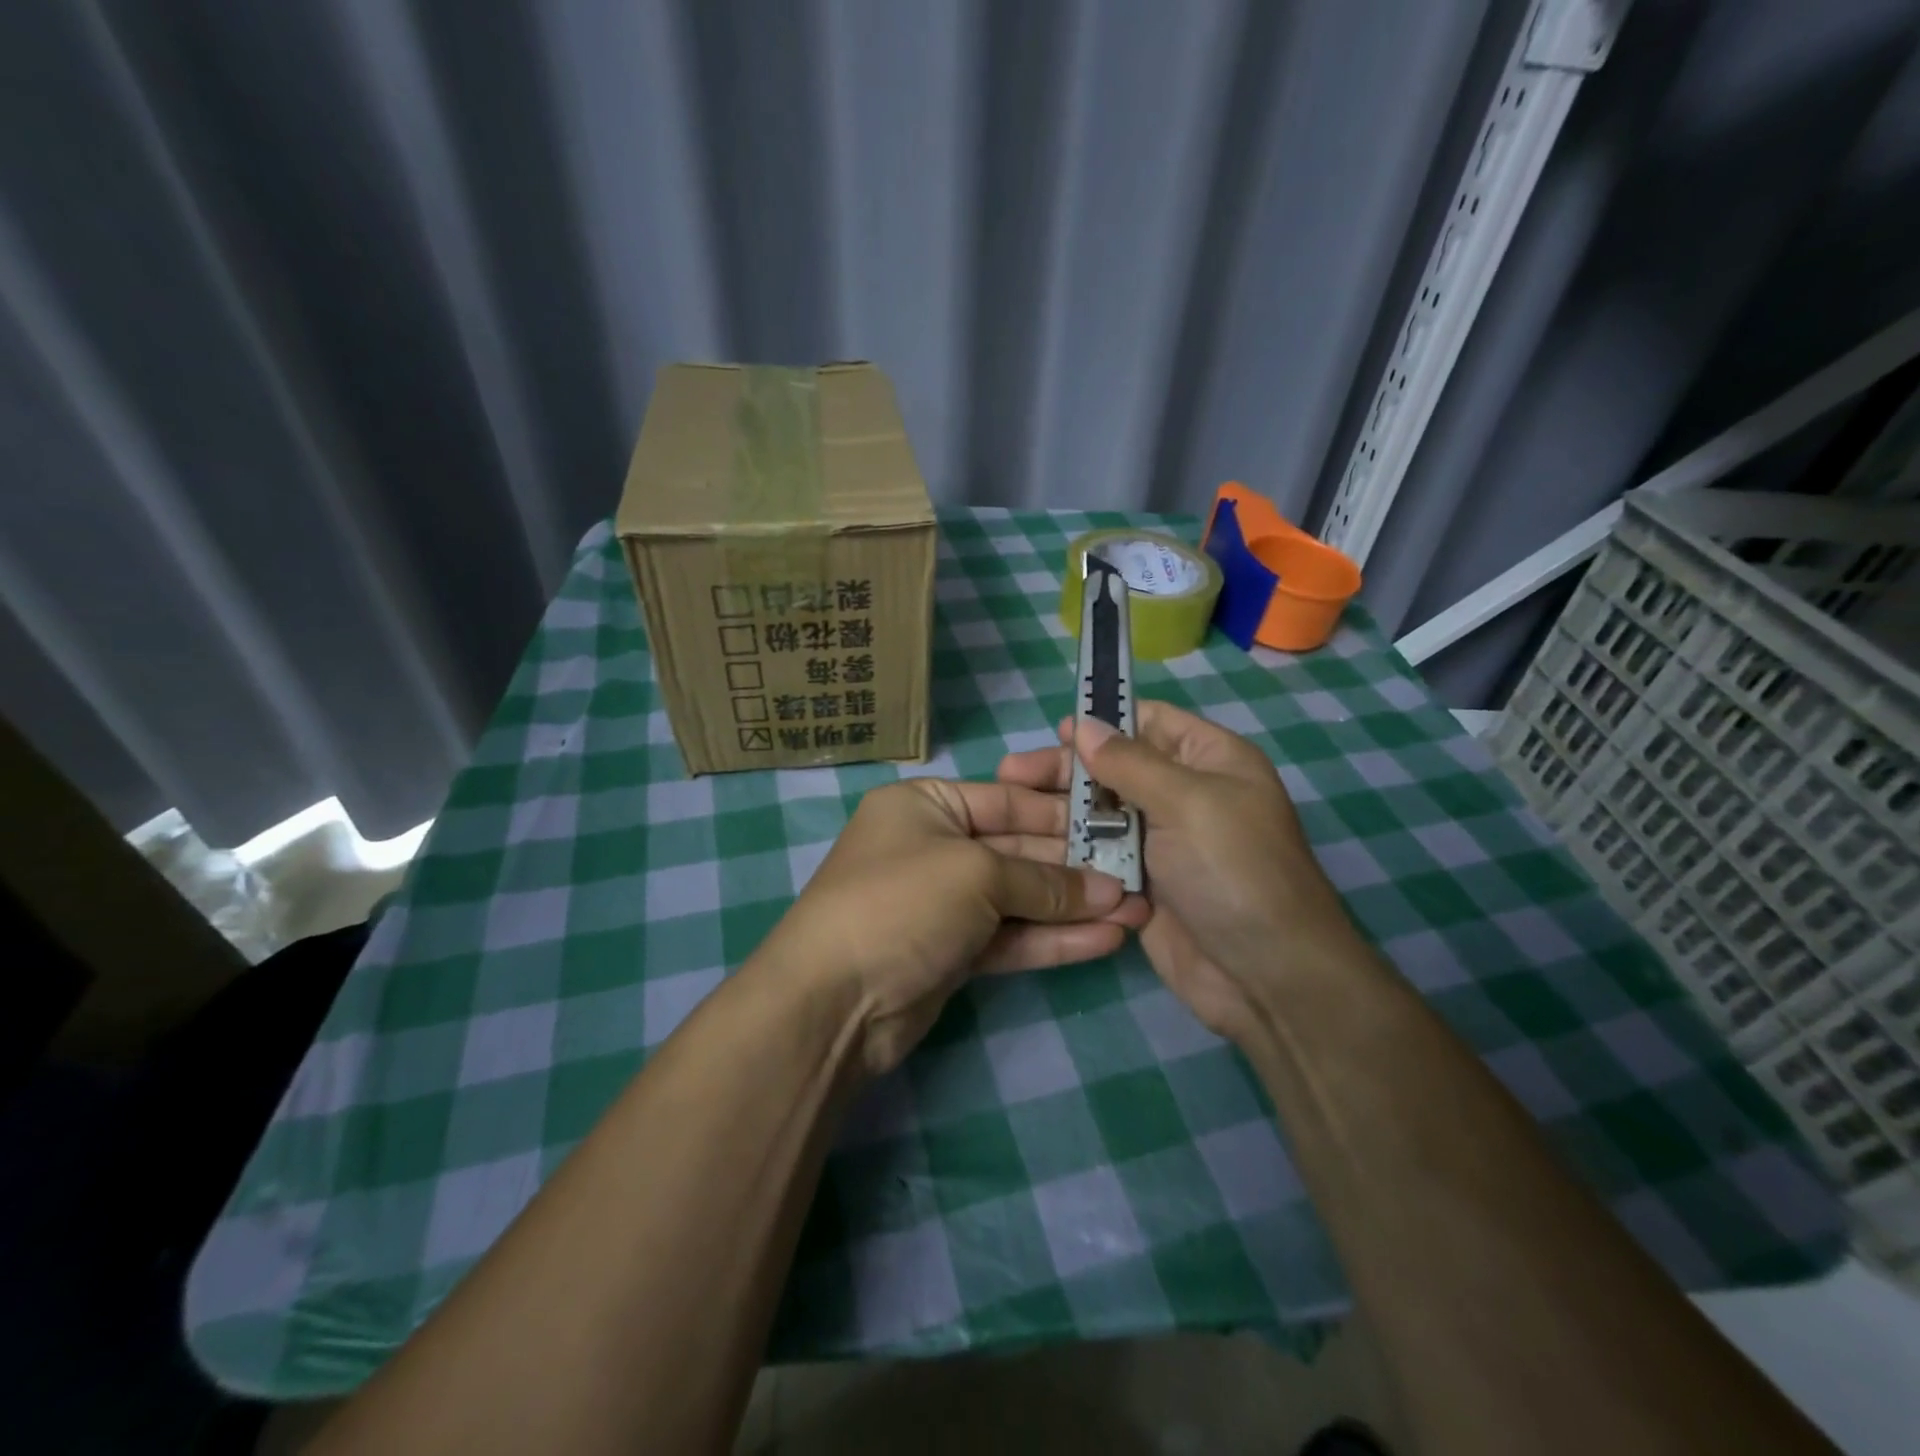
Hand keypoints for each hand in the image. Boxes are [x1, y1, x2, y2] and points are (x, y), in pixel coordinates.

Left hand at [758, 779, 1149, 1075]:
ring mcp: (943, 903)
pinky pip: (1010, 937)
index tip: (1119, 823)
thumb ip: (1043, 881)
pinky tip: (1106, 939)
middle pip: (1019, 850)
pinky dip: (1053, 938)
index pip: (1009, 800)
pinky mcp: (952, 952)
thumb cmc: (902, 902)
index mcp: (926, 805)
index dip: (1064, 814)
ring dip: (1075, 906)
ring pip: (1020, 898)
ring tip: (1139, 911)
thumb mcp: (976, 874)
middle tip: (1140, 874)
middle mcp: (934, 846)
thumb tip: (1109, 892)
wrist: (833, 1002)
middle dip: (1077, 866)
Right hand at [997, 701, 1371, 1040]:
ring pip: (1101, 812)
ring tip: (1009, 803)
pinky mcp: (1139, 882)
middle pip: (1116, 767)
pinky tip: (1027, 844)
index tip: (1057, 731)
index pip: (1151, 722)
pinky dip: (1070, 847)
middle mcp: (1184, 794)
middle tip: (1011, 771)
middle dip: (1068, 768)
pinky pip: (1099, 854)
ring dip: (1060, 808)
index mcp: (1210, 760)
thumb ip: (1129, 762)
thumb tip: (1084, 724)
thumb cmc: (1234, 870)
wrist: (1265, 976)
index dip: (1105, 721)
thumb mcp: (1187, 802)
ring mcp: (1160, 841)